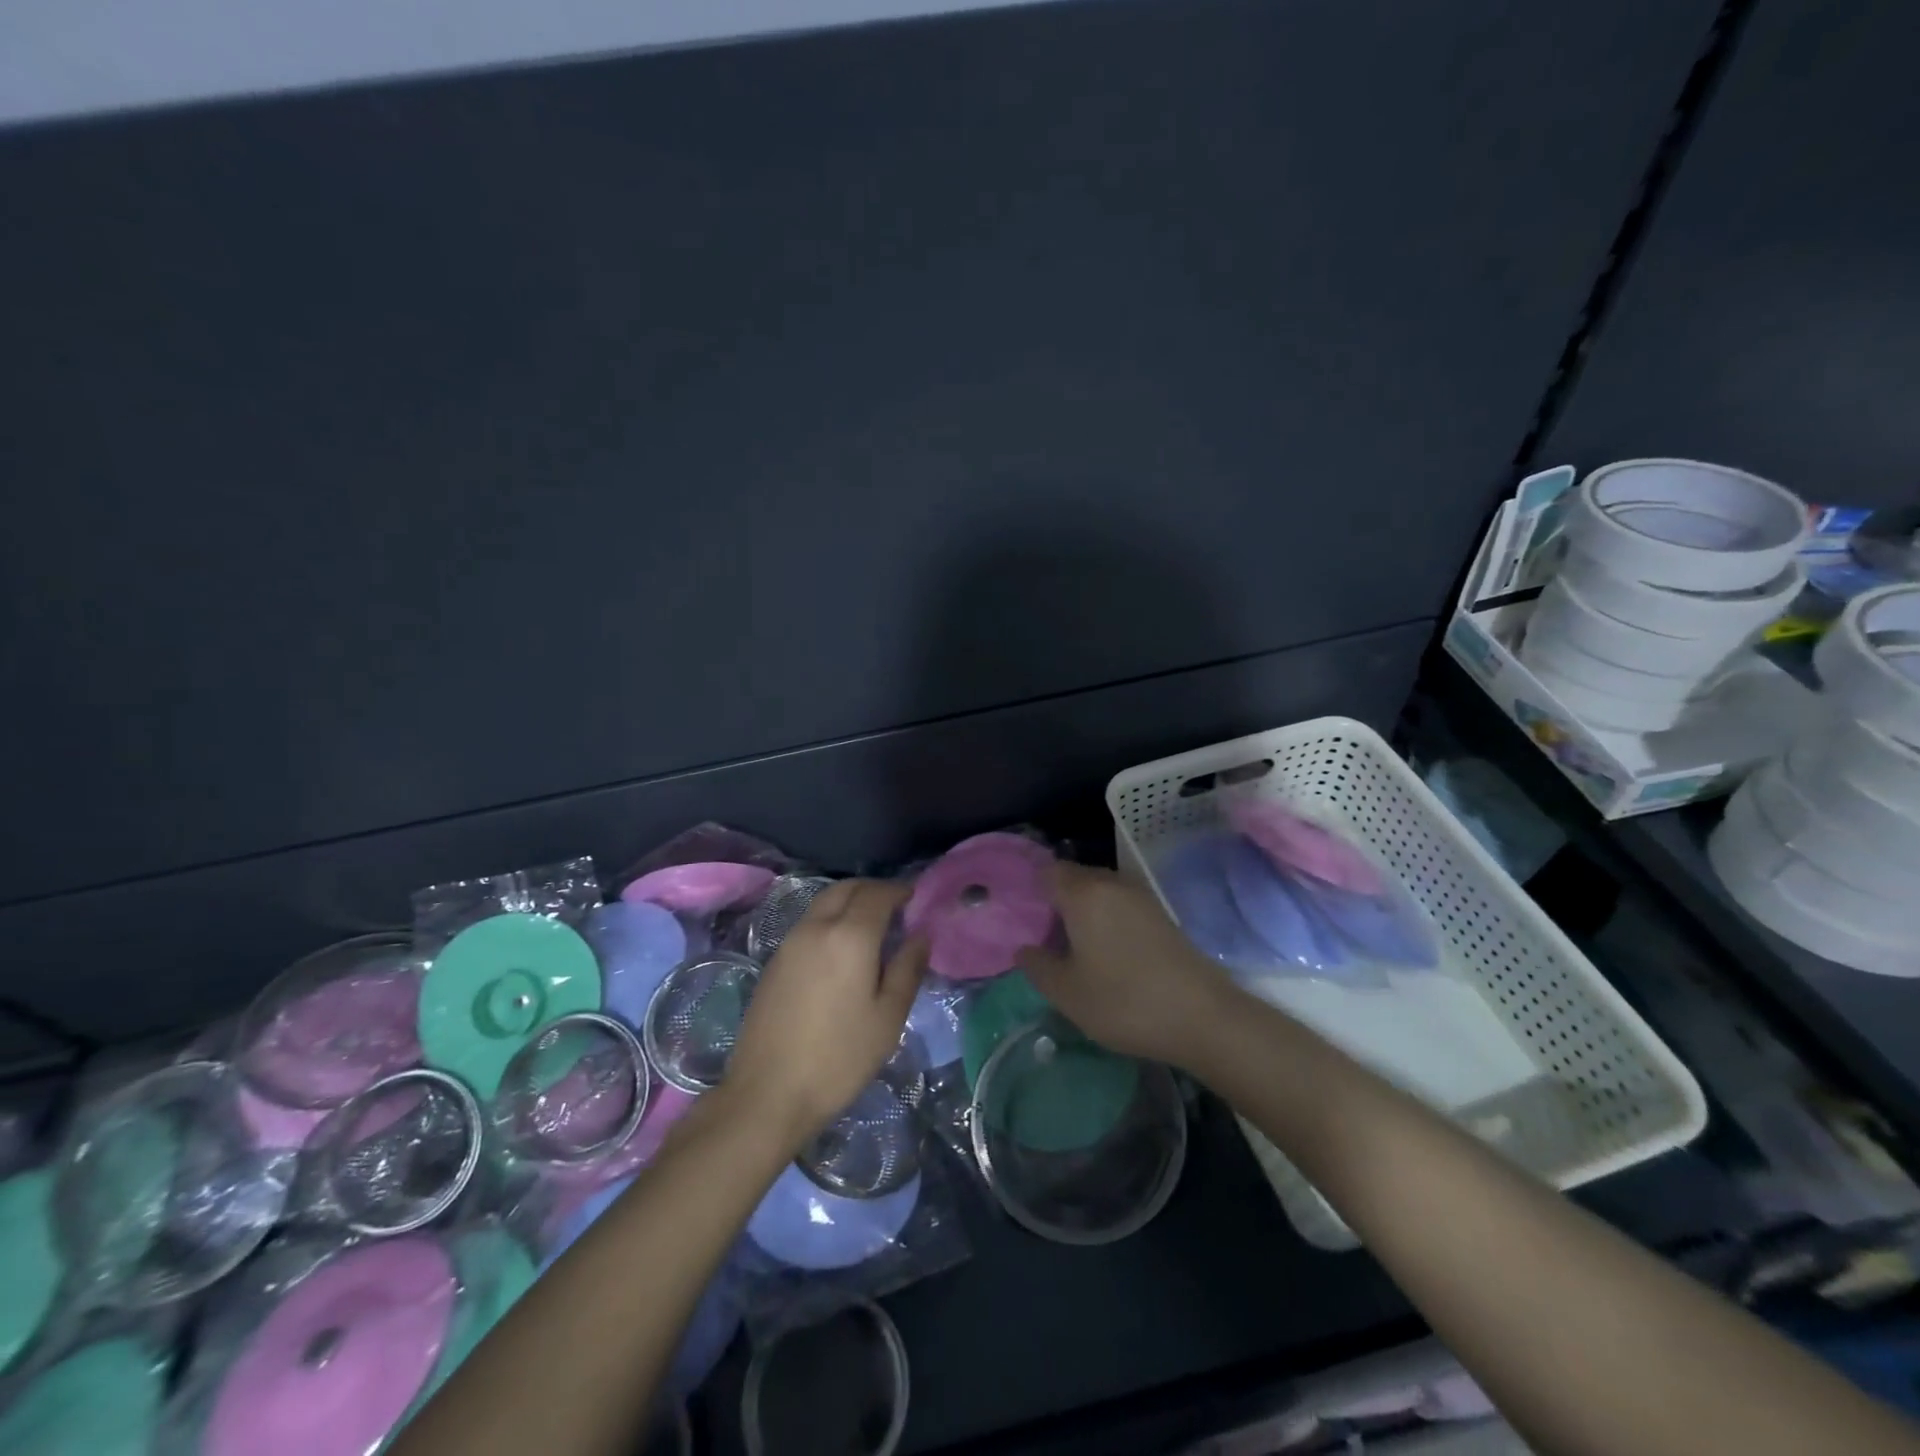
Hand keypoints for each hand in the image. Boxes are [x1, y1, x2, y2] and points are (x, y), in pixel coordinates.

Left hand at [724, 879, 926, 1148]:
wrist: (767, 1093)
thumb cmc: (839, 1058)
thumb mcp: (888, 1018)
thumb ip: (908, 969)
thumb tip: (921, 935)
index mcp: (849, 936)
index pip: (877, 893)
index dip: (899, 890)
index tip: (916, 899)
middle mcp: (816, 927)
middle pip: (846, 888)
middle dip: (873, 889)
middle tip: (895, 907)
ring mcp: (790, 942)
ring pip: (824, 902)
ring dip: (849, 902)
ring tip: (871, 927)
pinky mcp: (774, 961)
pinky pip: (809, 923)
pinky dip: (830, 919)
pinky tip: (841, 949)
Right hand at [1022, 862, 1233, 1068]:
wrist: (1203, 1017)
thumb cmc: (1123, 1001)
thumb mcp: (1067, 993)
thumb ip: (1038, 966)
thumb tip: (1025, 948)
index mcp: (1084, 893)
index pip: (1048, 872)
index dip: (1032, 889)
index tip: (1024, 917)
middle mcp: (1113, 884)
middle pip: (1075, 878)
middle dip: (1058, 900)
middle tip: (1045, 936)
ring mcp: (1142, 897)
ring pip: (1101, 892)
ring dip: (1085, 911)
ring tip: (1075, 948)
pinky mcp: (1162, 915)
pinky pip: (1122, 906)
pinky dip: (1109, 920)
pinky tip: (1107, 953)